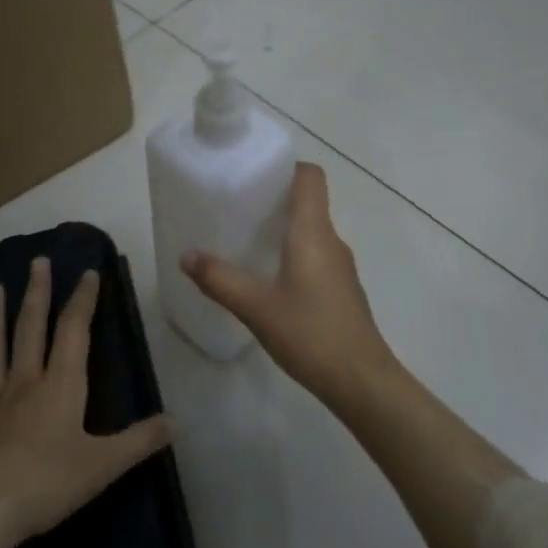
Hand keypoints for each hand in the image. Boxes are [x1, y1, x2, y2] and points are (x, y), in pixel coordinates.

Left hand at [0, 257, 173, 547]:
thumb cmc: (46, 484)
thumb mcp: (104, 465)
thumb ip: (140, 441)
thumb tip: (177, 422)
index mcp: (59, 386)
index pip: (74, 331)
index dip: (83, 300)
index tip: (88, 272)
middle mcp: (23, 384)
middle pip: (31, 329)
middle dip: (37, 294)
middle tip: (37, 262)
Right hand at [181, 162, 399, 414]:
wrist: (361, 380)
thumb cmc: (310, 334)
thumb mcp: (256, 307)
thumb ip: (220, 280)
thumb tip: (186, 255)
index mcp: (313, 232)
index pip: (310, 177)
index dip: (286, 167)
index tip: (255, 173)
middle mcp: (331, 240)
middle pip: (308, 202)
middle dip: (274, 199)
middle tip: (237, 207)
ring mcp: (340, 266)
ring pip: (311, 231)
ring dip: (283, 229)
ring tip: (246, 240)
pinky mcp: (342, 289)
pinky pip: (315, 255)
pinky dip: (293, 253)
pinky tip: (269, 278)